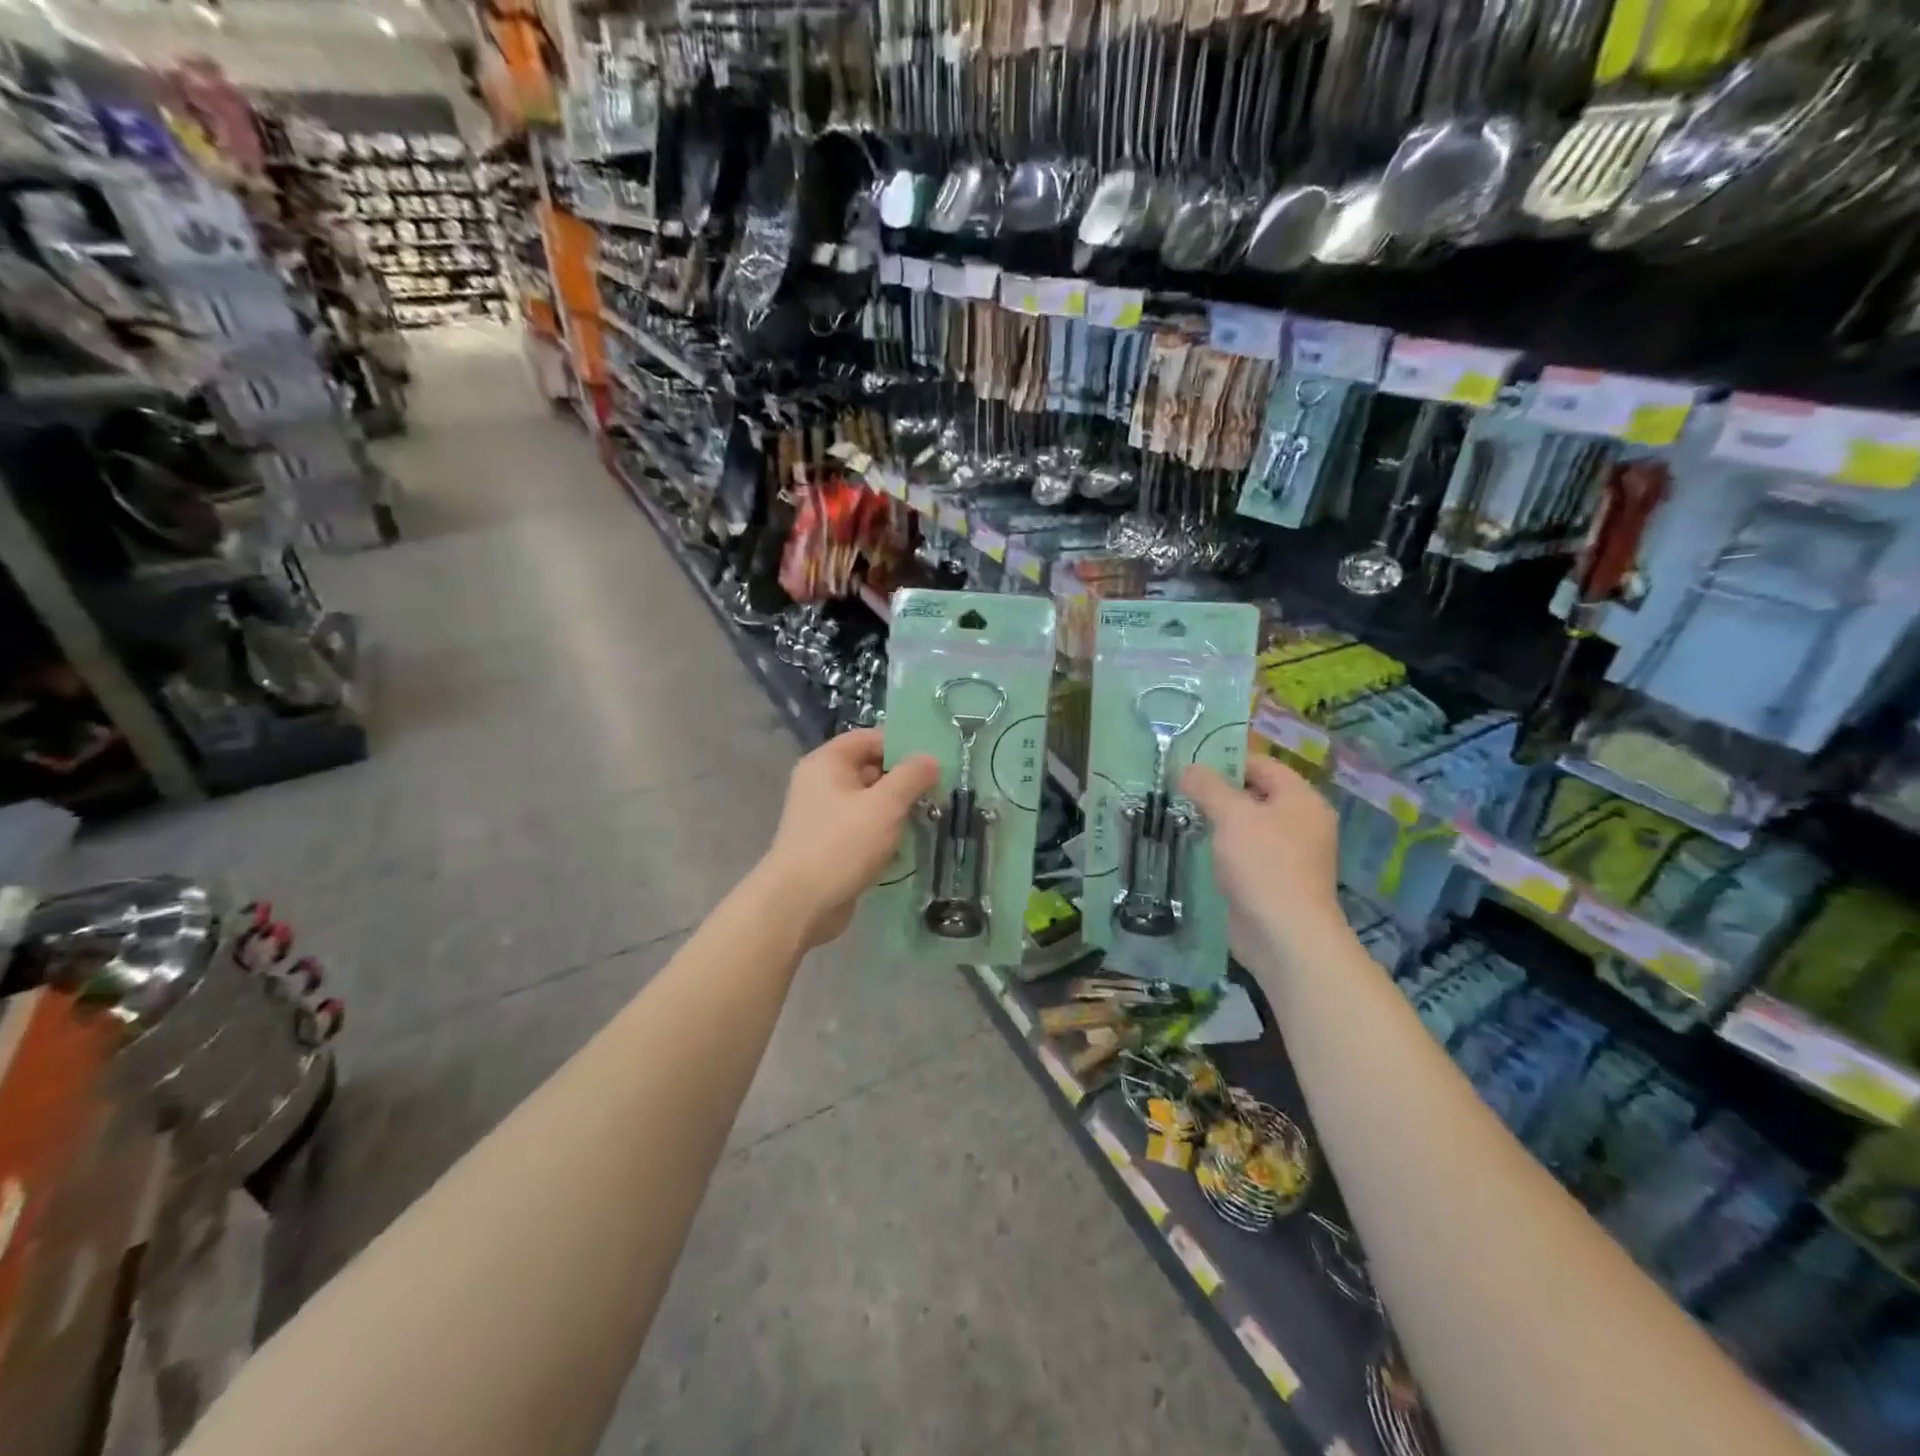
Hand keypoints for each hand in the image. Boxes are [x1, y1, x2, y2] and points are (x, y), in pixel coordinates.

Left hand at [758, 728, 940, 948]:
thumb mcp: (884, 805)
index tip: (934, 760)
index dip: (902, 745)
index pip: (869, 738)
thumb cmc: (841, 844)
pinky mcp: (831, 844)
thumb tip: (930, 759)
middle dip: (904, 779)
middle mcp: (822, 783)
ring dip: (897, 808)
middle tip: (939, 789)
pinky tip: (908, 843)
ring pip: (870, 801)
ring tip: (931, 815)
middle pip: (870, 768)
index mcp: (827, 763)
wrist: (799, 904)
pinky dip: (885, 831)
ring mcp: (825, 815)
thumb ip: (911, 777)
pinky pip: (864, 827)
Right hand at [1182, 755, 1344, 966]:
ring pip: (1244, 827)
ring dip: (1214, 822)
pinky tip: (1190, 848)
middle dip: (1215, 792)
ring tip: (1176, 815)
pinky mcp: (1269, 881)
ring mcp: (1286, 855)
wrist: (1283, 936)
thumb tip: (1186, 768)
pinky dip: (1218, 850)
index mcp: (1301, 799)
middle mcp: (1299, 823)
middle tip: (1175, 789)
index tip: (1187, 764)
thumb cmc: (1264, 864)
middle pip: (1252, 795)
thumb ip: (1208, 787)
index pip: (1262, 765)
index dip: (1226, 760)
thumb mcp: (1233, 815)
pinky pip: (1240, 854)